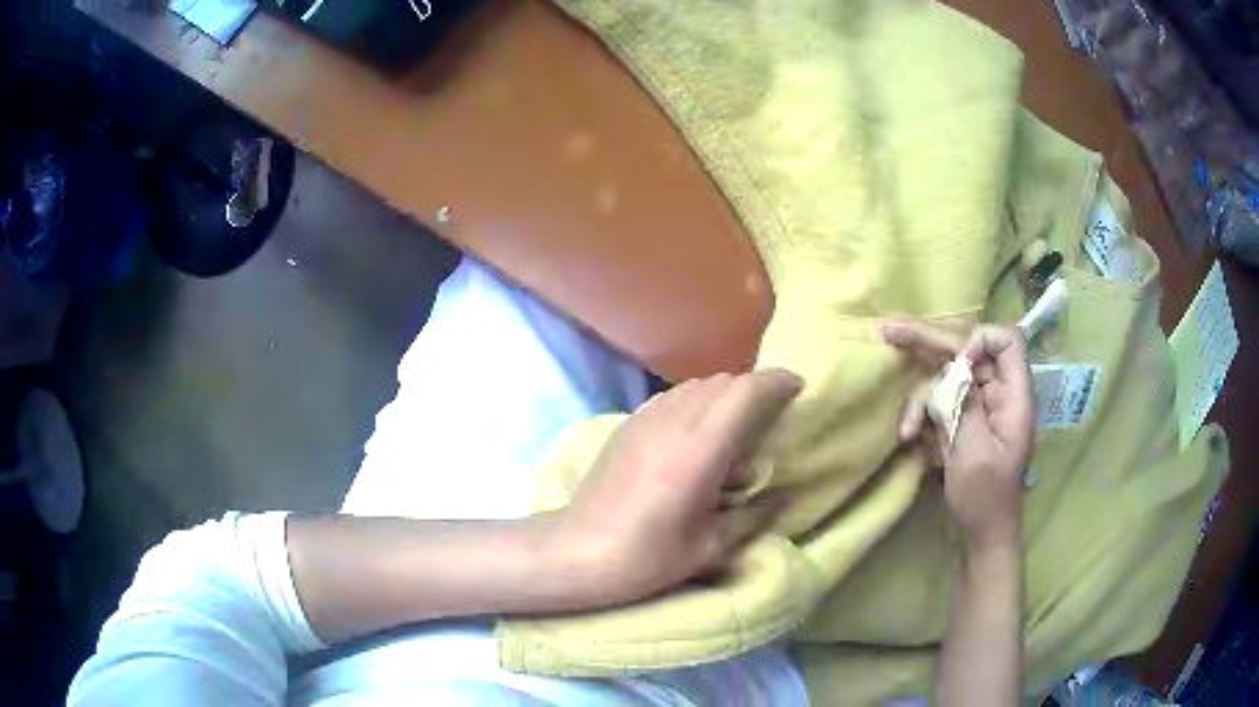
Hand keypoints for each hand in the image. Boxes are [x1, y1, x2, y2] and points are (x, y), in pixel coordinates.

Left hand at [555, 369, 802, 605]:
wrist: (577, 552)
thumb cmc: (646, 558)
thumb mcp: (710, 548)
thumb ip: (754, 517)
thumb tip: (783, 496)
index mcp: (698, 452)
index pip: (744, 392)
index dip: (776, 382)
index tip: (798, 389)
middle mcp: (672, 423)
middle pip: (722, 382)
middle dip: (754, 388)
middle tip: (773, 414)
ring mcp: (644, 420)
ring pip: (695, 385)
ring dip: (724, 393)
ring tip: (738, 423)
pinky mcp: (627, 425)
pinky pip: (672, 396)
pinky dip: (696, 400)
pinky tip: (697, 431)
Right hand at [880, 320, 1034, 548]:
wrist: (981, 530)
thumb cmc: (985, 496)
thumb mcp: (976, 453)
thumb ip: (966, 404)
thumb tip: (955, 366)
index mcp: (1014, 395)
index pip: (1006, 341)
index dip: (979, 339)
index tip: (958, 361)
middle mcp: (996, 390)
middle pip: (966, 348)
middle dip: (929, 341)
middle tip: (889, 329)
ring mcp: (977, 402)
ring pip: (945, 376)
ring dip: (922, 399)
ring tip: (907, 430)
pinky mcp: (960, 416)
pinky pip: (937, 400)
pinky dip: (921, 415)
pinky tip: (909, 435)